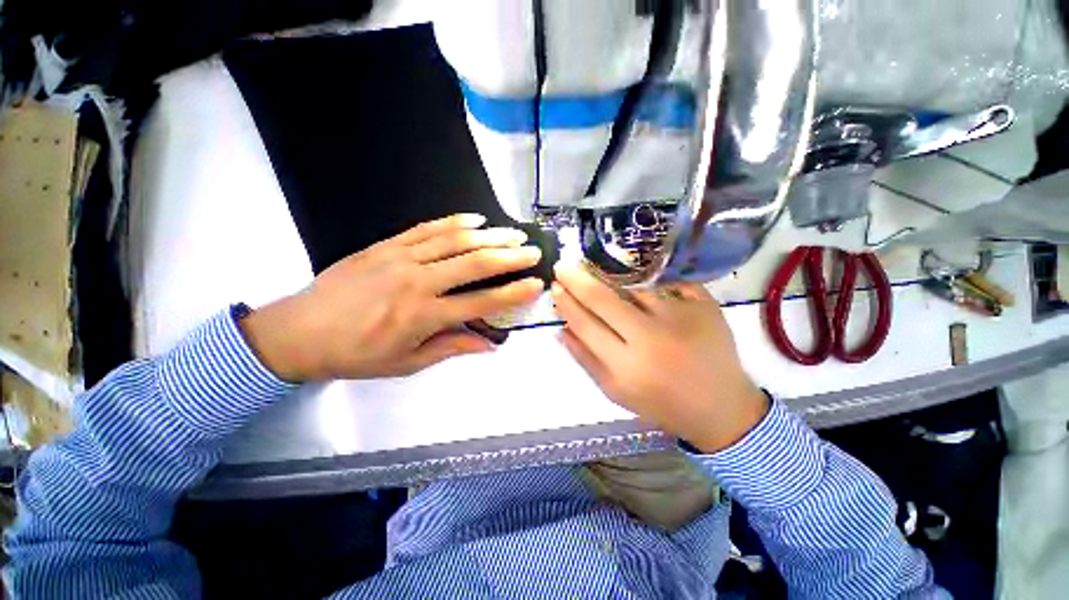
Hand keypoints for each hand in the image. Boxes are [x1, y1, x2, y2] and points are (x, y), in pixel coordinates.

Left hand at [241, 214, 543, 380]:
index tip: (535, 284)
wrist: (300, 331)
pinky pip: (427, 228)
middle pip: (474, 263)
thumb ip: (451, 348)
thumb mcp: (406, 363)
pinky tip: (475, 219)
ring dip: (489, 235)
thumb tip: (489, 345)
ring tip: (513, 233)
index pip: (481, 302)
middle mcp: (417, 282)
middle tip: (532, 252)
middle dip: (510, 257)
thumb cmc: (356, 354)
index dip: (513, 294)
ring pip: (455, 240)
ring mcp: (401, 257)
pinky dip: (454, 222)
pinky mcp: (386, 244)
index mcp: (423, 316)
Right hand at [552, 263, 768, 452]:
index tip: (555, 286)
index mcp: (627, 367)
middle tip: (563, 266)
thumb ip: (585, 359)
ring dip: (609, 275)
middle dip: (578, 279)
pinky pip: (665, 281)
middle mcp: (652, 339)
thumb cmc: (661, 402)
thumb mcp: (615, 391)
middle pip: (605, 299)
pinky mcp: (704, 305)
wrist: (721, 407)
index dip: (567, 303)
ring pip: (634, 285)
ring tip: (595, 268)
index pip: (586, 324)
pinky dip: (646, 278)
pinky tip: (634, 276)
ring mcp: (681, 317)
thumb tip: (561, 328)